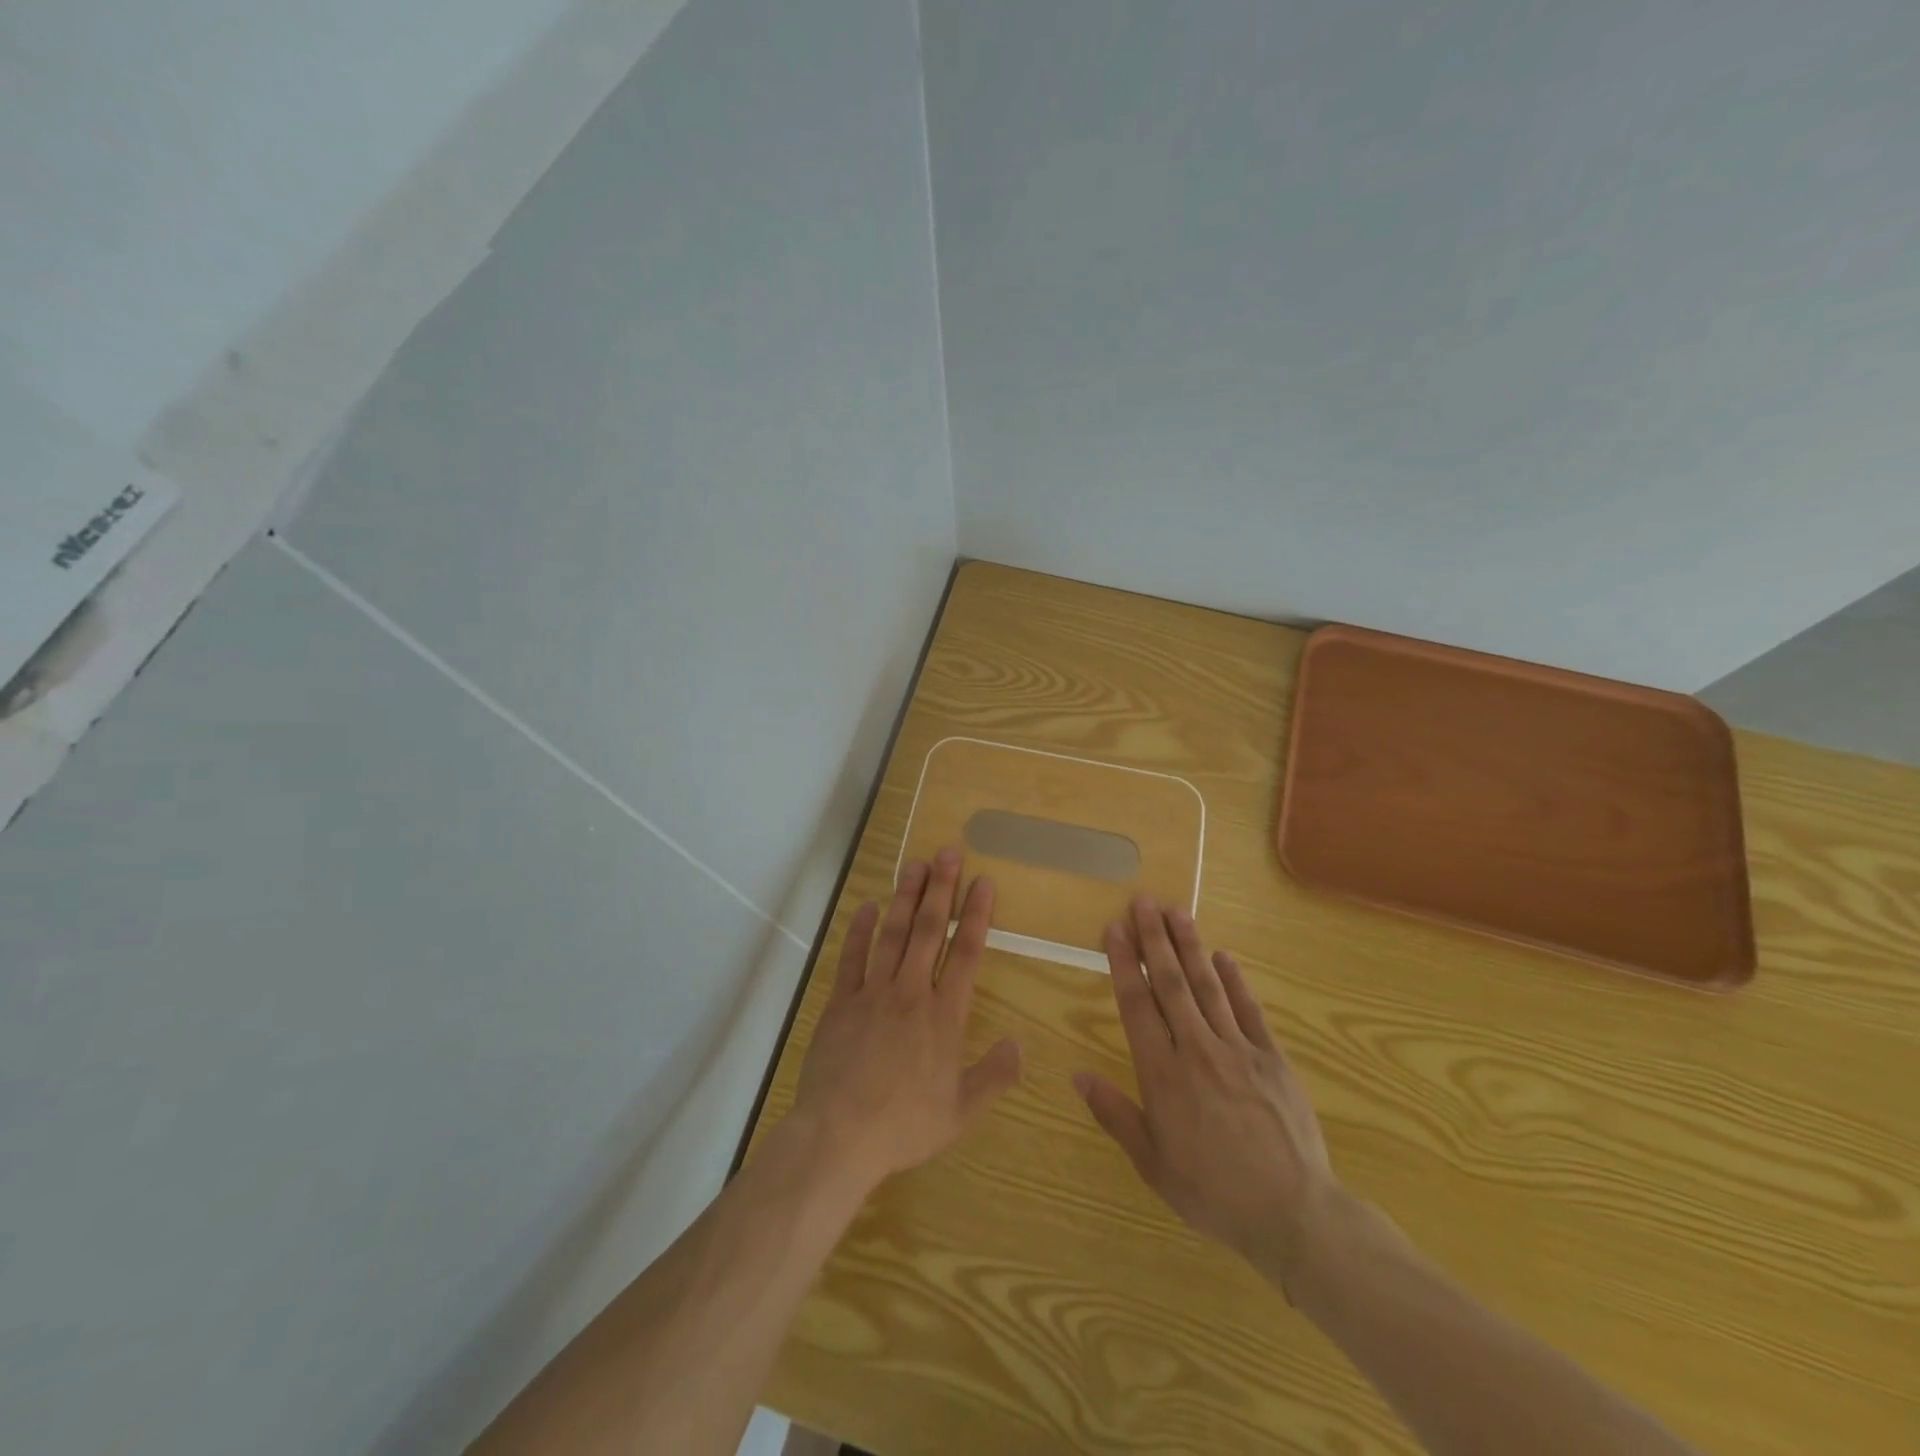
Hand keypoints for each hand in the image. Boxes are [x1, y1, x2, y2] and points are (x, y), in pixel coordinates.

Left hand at [790, 847, 1023, 1193]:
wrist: (840, 1135)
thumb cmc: (905, 1125)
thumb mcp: (961, 1111)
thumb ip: (995, 1075)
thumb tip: (1020, 1041)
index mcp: (944, 1016)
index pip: (965, 953)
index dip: (976, 915)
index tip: (983, 882)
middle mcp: (911, 993)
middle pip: (928, 931)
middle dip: (941, 889)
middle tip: (948, 852)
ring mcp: (873, 993)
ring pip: (892, 934)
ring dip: (904, 897)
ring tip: (914, 864)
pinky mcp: (841, 1002)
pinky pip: (852, 958)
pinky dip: (860, 930)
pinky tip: (867, 906)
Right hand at [1074, 895, 1342, 1286]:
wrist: (1294, 1214)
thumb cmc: (1214, 1192)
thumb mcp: (1153, 1163)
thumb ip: (1115, 1114)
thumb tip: (1079, 1074)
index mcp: (1163, 1073)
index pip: (1137, 1004)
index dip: (1124, 963)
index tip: (1114, 929)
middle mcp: (1197, 1049)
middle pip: (1171, 983)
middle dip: (1155, 939)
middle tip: (1144, 901)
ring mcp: (1239, 1049)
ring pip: (1208, 986)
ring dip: (1190, 946)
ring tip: (1177, 912)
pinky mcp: (1273, 1058)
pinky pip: (1250, 1010)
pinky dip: (1235, 980)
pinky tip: (1224, 956)